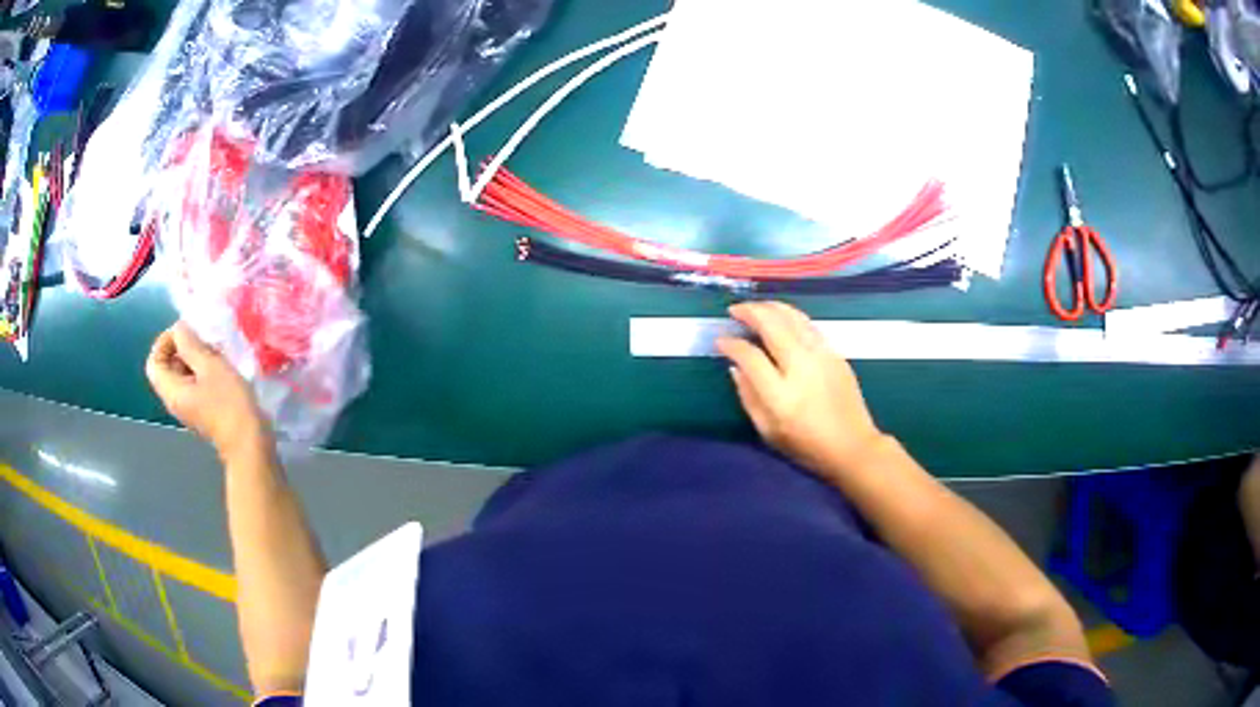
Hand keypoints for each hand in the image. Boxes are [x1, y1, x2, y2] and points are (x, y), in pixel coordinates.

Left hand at [146, 322, 269, 459]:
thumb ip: (191, 345)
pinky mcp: (204, 410)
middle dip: (182, 348)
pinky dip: (205, 371)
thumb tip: (180, 329)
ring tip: (217, 351)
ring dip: (196, 358)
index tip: (185, 332)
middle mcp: (176, 400)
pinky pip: (196, 384)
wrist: (250, 443)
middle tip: (204, 338)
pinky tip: (223, 367)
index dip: (164, 341)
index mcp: (172, 391)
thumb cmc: (229, 404)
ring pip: (184, 375)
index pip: (154, 361)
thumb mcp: (210, 366)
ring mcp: (190, 407)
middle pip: (168, 367)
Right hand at [717, 302, 885, 479]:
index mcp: (780, 395)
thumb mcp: (768, 431)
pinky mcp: (835, 354)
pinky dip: (790, 315)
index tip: (720, 341)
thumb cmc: (806, 446)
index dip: (731, 344)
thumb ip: (748, 397)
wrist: (853, 446)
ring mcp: (821, 356)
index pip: (750, 356)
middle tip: (734, 310)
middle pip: (772, 325)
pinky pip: (808, 325)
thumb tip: (735, 367)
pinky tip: (781, 318)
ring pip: (793, 318)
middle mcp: (801, 368)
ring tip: (755, 308)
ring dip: (770, 307)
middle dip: (750, 312)